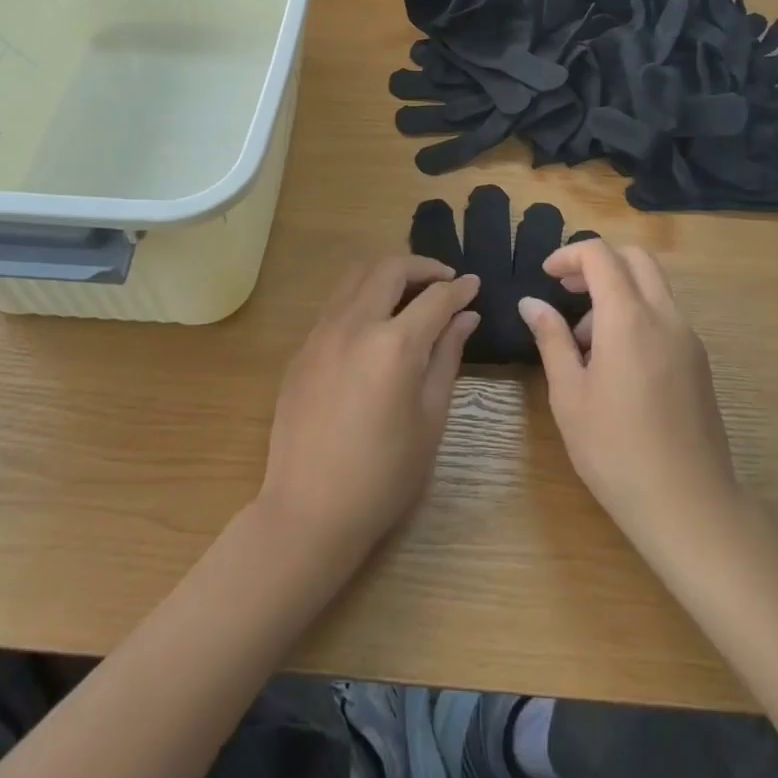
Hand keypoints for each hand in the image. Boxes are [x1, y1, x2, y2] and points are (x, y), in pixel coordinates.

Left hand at [258, 256, 478, 560]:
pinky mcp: (303, 347)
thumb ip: (447, 357)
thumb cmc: (384, 475)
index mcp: (394, 345)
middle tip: (444, 282)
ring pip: (357, 275)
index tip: (474, 284)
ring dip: (388, 273)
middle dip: (424, 267)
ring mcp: (323, 332)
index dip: (460, 288)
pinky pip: (337, 302)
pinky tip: (376, 323)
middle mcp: (356, 324)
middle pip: (391, 268)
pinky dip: (363, 295)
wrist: (309, 510)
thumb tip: (466, 317)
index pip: (436, 297)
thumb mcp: (430, 417)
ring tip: (411, 293)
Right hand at [518, 240, 741, 561]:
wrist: (690, 506)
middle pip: (634, 257)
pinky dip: (637, 314)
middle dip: (597, 263)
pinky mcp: (699, 361)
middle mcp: (664, 315)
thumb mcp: (569, 395)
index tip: (546, 277)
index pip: (600, 254)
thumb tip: (531, 303)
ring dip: (617, 290)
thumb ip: (551, 339)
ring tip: (585, 340)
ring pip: (652, 285)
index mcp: (629, 317)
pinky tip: (616, 362)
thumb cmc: (616, 451)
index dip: (568, 255)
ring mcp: (688, 337)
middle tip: (567, 292)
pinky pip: (665, 315)